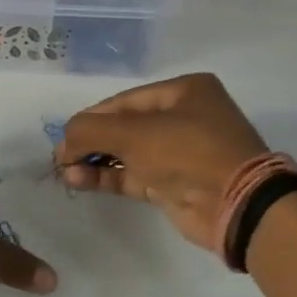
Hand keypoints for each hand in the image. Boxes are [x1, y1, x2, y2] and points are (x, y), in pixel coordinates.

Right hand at [56, 73, 269, 250]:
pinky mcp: (172, 183)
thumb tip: (64, 140)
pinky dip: (106, 177)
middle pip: (123, 126)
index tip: (63, 136)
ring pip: (125, 152)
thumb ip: (91, 130)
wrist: (235, 205)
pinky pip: (131, 175)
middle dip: (90, 141)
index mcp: (183, 92)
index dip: (90, 118)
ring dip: (94, 162)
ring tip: (66, 172)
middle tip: (62, 157)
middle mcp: (182, 118)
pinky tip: (80, 180)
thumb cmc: (187, 153)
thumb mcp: (134, 134)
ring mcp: (178, 153)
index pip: (123, 101)